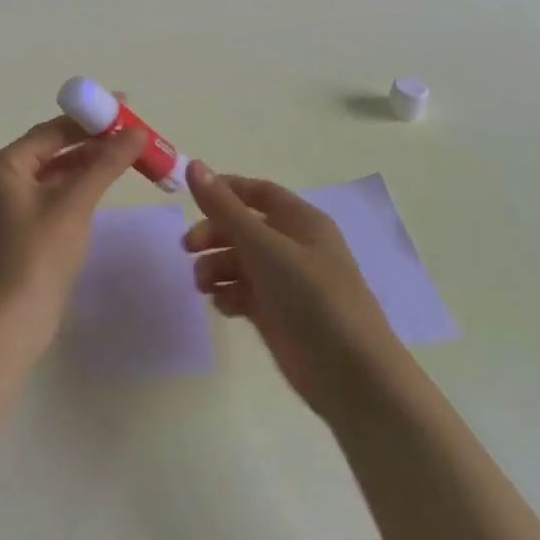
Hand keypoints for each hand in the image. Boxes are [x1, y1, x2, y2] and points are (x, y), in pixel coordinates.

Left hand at [0, 116, 147, 352]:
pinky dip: (80, 184)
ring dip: (89, 161)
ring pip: (57, 170)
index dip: (90, 117)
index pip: (52, 129)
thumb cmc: (38, 254)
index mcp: (4, 164)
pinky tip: (105, 181)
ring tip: (128, 153)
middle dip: (93, 139)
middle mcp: (3, 177)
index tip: (125, 107)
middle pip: (53, 146)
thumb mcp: (75, 203)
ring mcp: (12, 203)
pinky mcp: (25, 225)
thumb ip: (105, 163)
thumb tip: (136, 131)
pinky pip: (56, 191)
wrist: (11, 321)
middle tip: (133, 131)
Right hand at [185, 160, 401, 420]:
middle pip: (243, 227)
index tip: (192, 197)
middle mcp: (294, 247)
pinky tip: (224, 306)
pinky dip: (228, 294)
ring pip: (239, 261)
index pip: (259, 193)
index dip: (226, 191)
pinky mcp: (277, 314)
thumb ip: (225, 208)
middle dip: (214, 233)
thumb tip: (194, 165)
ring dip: (216, 266)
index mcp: (301, 221)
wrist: (350, 374)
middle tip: (189, 248)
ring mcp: (285, 282)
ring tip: (204, 285)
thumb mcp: (264, 246)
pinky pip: (243, 292)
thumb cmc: (311, 296)